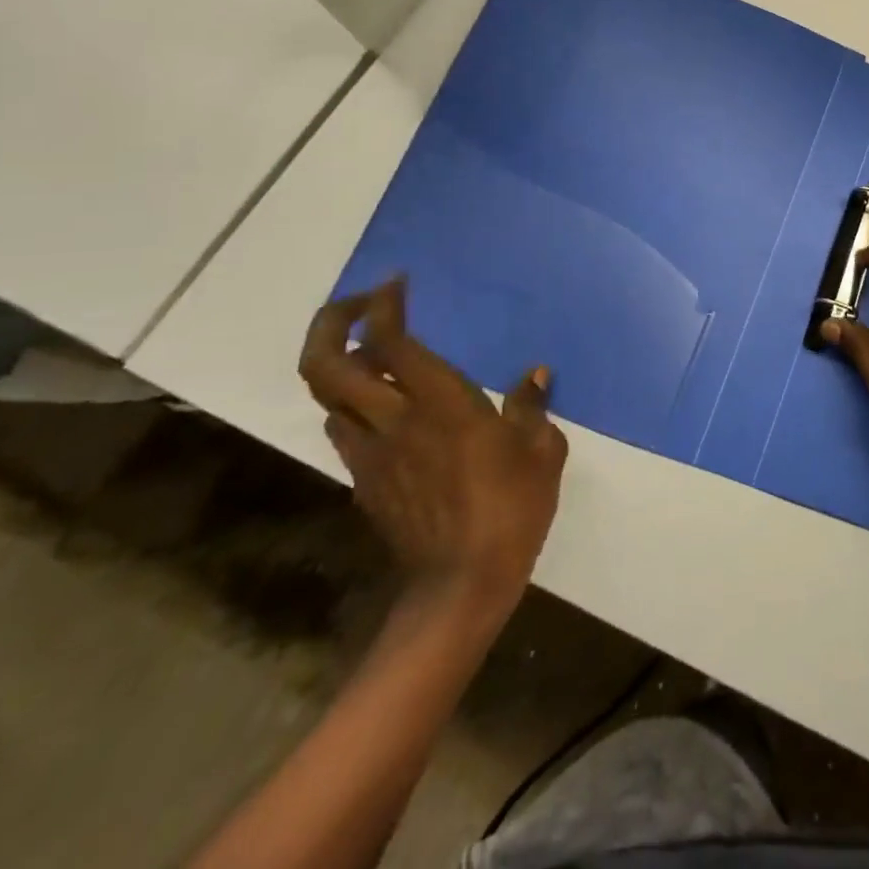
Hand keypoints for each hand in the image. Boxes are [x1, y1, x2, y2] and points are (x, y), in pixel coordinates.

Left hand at [298, 280, 567, 615]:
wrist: (461, 584)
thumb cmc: (512, 507)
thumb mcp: (541, 451)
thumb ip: (531, 407)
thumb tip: (536, 374)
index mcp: (439, 403)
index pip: (389, 341)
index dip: (383, 306)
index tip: (396, 284)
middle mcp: (392, 420)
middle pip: (327, 366)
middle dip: (330, 325)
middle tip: (358, 305)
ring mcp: (370, 454)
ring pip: (327, 399)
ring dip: (341, 367)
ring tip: (372, 355)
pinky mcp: (365, 482)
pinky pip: (345, 431)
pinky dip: (354, 407)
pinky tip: (387, 411)